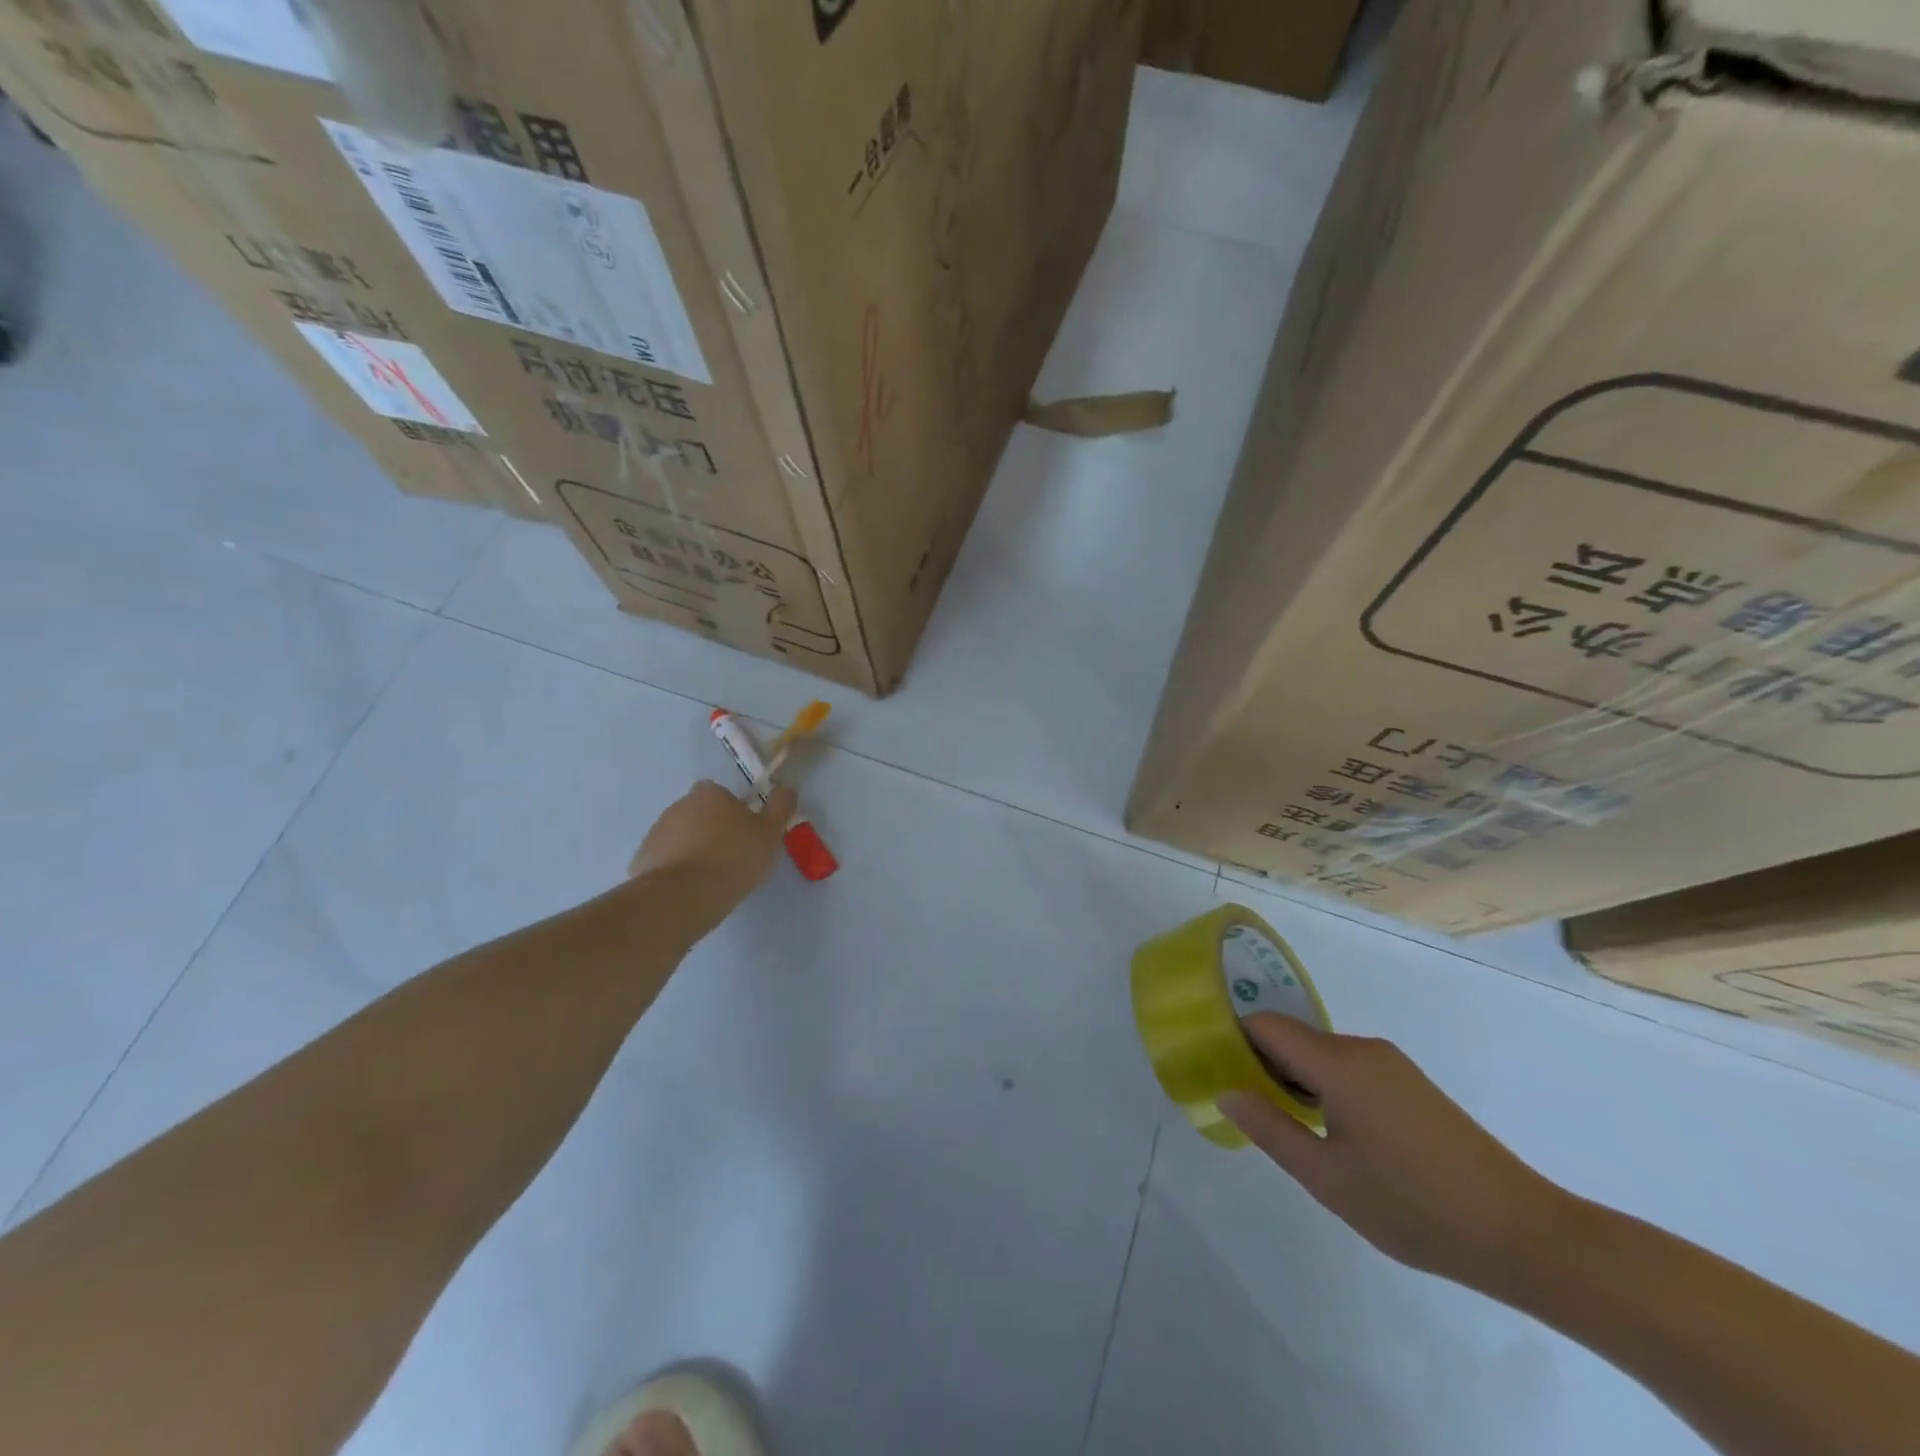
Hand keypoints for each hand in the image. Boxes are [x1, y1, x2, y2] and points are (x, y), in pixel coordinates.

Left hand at [627, 780, 796, 915]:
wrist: (682, 897)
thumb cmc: (733, 858)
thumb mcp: (770, 833)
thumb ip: (780, 807)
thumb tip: (786, 787)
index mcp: (709, 793)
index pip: (724, 795)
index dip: (737, 813)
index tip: (747, 836)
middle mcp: (679, 805)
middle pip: (702, 815)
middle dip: (714, 832)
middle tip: (734, 859)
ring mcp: (656, 832)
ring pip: (683, 838)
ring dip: (695, 851)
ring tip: (713, 880)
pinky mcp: (642, 860)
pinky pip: (666, 861)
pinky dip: (678, 871)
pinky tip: (692, 892)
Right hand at [1220, 1014, 1566, 1293]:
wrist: (1524, 1233)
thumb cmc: (1413, 1205)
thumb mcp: (1326, 1177)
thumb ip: (1269, 1127)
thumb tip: (1225, 1089)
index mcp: (1337, 1062)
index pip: (1265, 1025)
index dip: (1234, 1039)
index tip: (1215, 1069)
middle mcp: (1362, 1048)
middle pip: (1292, 1037)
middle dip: (1262, 1063)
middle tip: (1249, 1109)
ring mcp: (1391, 1064)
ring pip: (1321, 1054)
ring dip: (1296, 1079)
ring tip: (1291, 1129)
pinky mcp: (1411, 1084)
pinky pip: (1349, 1068)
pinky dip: (1326, 1087)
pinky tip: (1336, 1135)